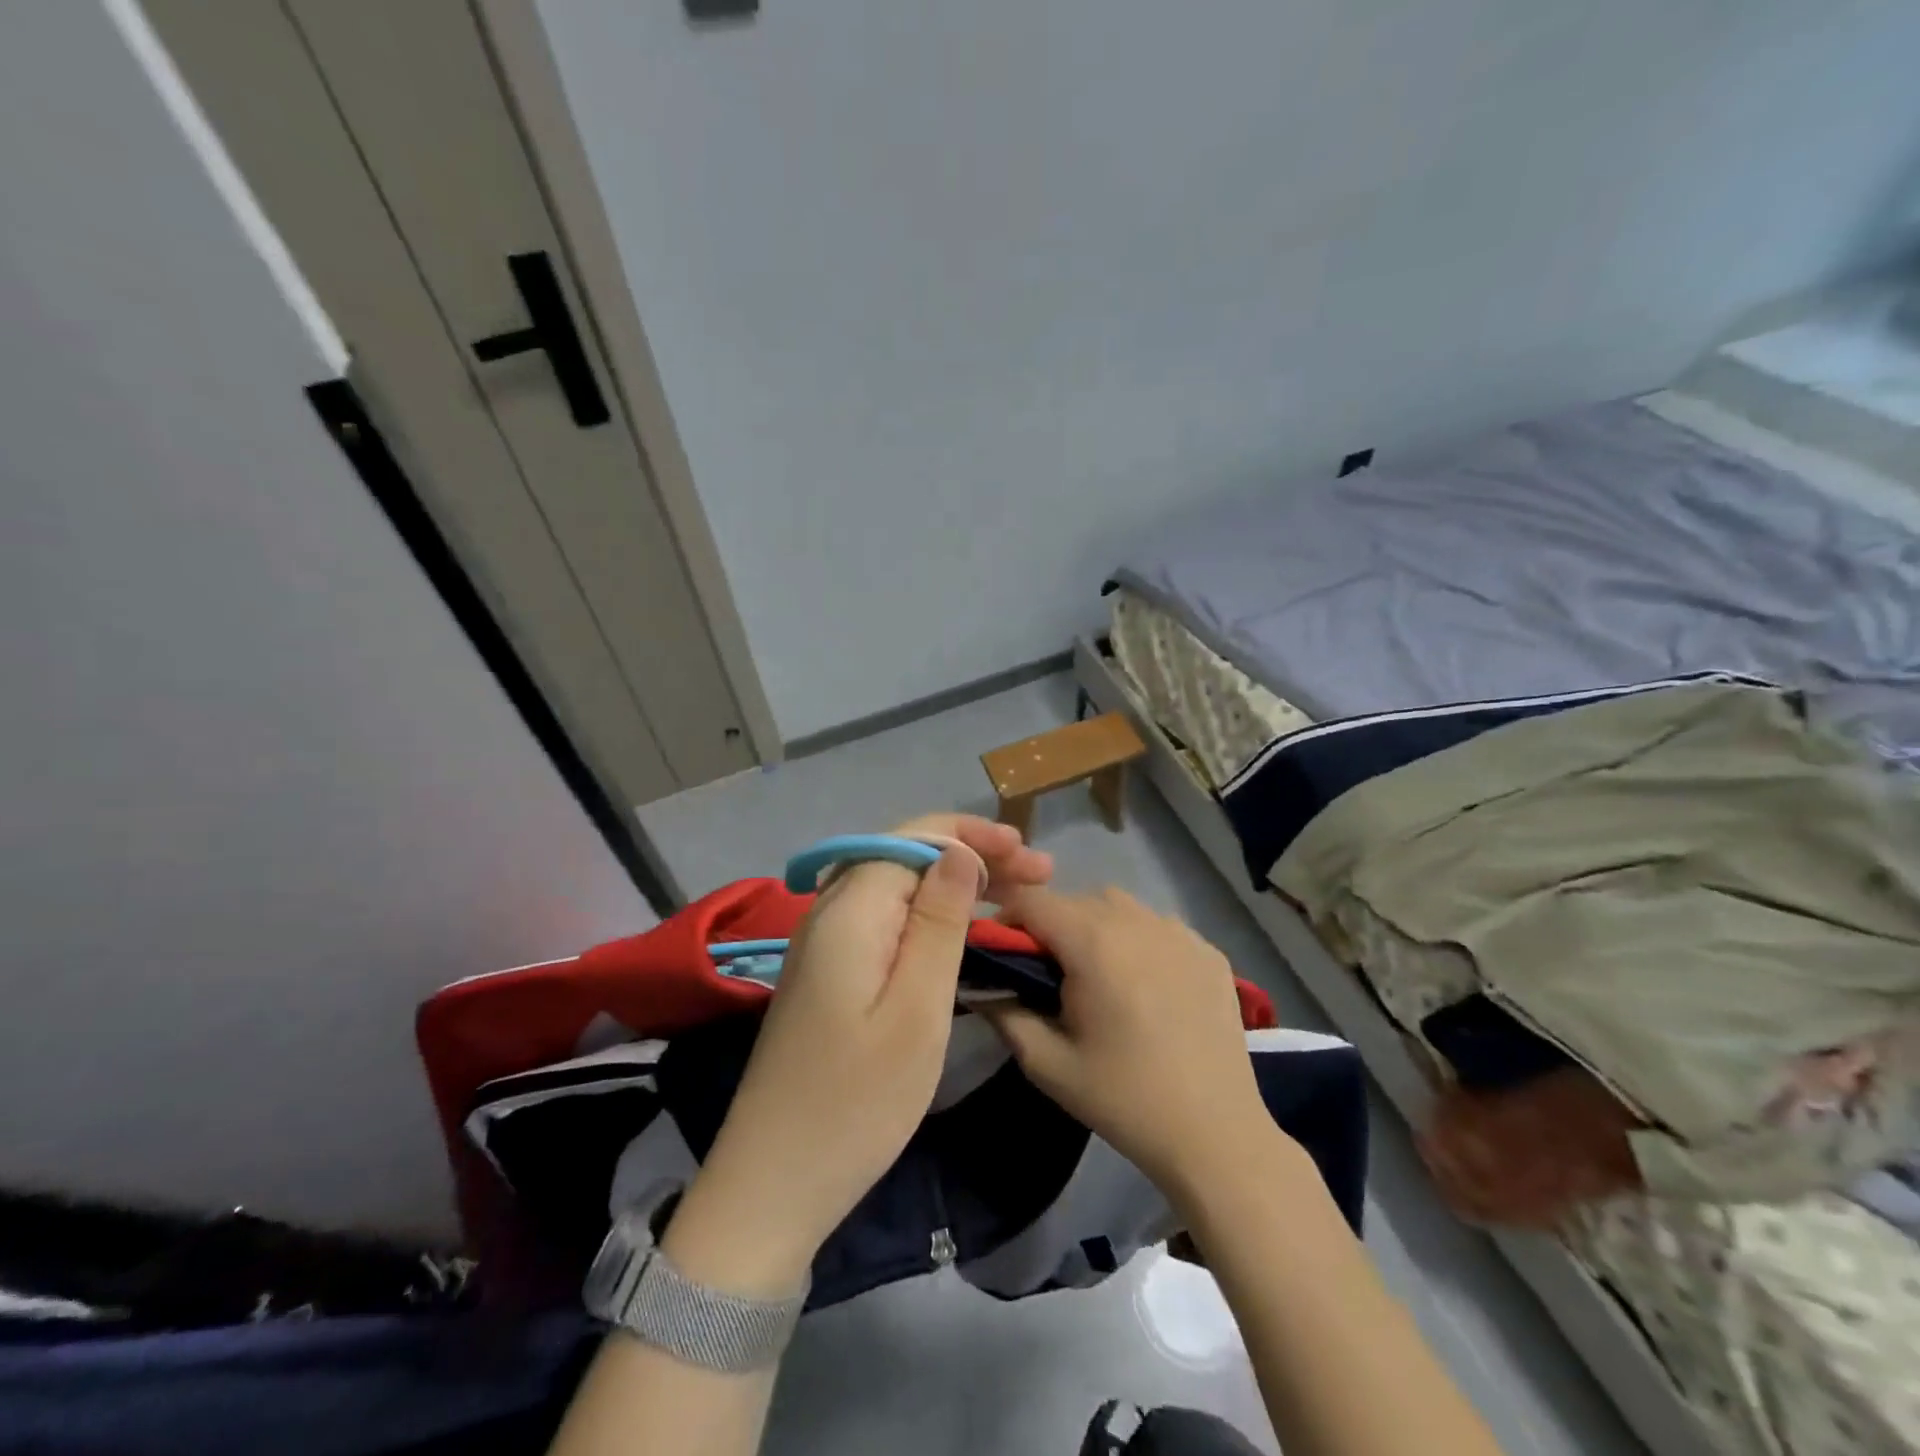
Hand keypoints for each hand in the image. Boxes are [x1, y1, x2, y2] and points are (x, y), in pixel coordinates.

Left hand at [659, 816, 1051, 1294]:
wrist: (773, 1182)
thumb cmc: (857, 1101)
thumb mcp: (916, 1009)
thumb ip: (938, 922)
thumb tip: (959, 852)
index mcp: (850, 909)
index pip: (915, 838)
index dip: (974, 835)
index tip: (1028, 853)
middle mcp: (830, 910)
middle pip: (906, 856)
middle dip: (972, 854)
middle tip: (1037, 874)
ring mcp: (824, 942)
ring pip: (896, 886)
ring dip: (954, 882)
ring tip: (1012, 895)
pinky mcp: (827, 972)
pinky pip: (884, 919)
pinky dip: (928, 914)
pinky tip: (960, 929)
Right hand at [981, 887, 1269, 1196]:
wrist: (1216, 1135)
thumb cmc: (1124, 1099)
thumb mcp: (1047, 1064)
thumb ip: (1003, 1012)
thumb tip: (980, 982)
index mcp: (1093, 943)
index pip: (1033, 900)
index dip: (1007, 919)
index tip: (1002, 954)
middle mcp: (1136, 921)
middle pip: (1075, 900)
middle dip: (1050, 926)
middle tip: (1048, 974)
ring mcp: (1179, 932)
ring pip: (1118, 905)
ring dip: (1095, 925)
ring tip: (1098, 974)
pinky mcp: (1208, 950)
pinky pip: (1158, 925)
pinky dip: (1139, 939)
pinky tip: (1146, 984)